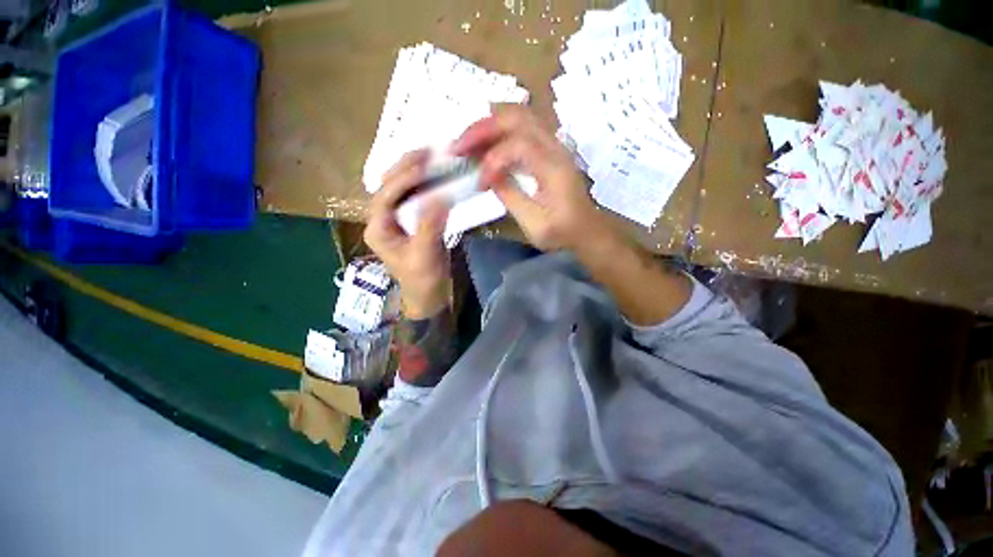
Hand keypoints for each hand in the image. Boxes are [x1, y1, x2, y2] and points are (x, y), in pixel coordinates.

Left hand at [363, 150, 451, 318]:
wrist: (429, 295)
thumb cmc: (423, 280)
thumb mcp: (424, 255)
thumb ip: (430, 225)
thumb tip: (440, 195)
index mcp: (378, 229)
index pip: (385, 196)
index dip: (403, 179)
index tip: (425, 167)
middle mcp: (384, 220)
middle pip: (389, 186)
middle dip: (406, 168)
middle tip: (427, 151)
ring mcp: (398, 220)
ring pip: (402, 189)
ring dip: (416, 172)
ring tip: (432, 157)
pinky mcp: (413, 222)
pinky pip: (417, 198)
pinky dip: (427, 185)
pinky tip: (438, 177)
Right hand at [450, 105, 613, 251]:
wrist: (586, 230)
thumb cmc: (561, 231)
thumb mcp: (533, 222)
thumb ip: (509, 195)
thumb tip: (488, 176)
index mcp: (553, 167)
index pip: (517, 146)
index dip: (492, 161)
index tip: (479, 184)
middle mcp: (555, 147)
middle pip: (517, 117)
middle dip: (482, 128)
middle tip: (458, 146)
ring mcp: (554, 144)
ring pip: (519, 115)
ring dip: (489, 124)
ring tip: (467, 140)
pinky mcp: (550, 149)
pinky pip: (523, 126)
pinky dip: (500, 129)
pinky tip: (486, 140)